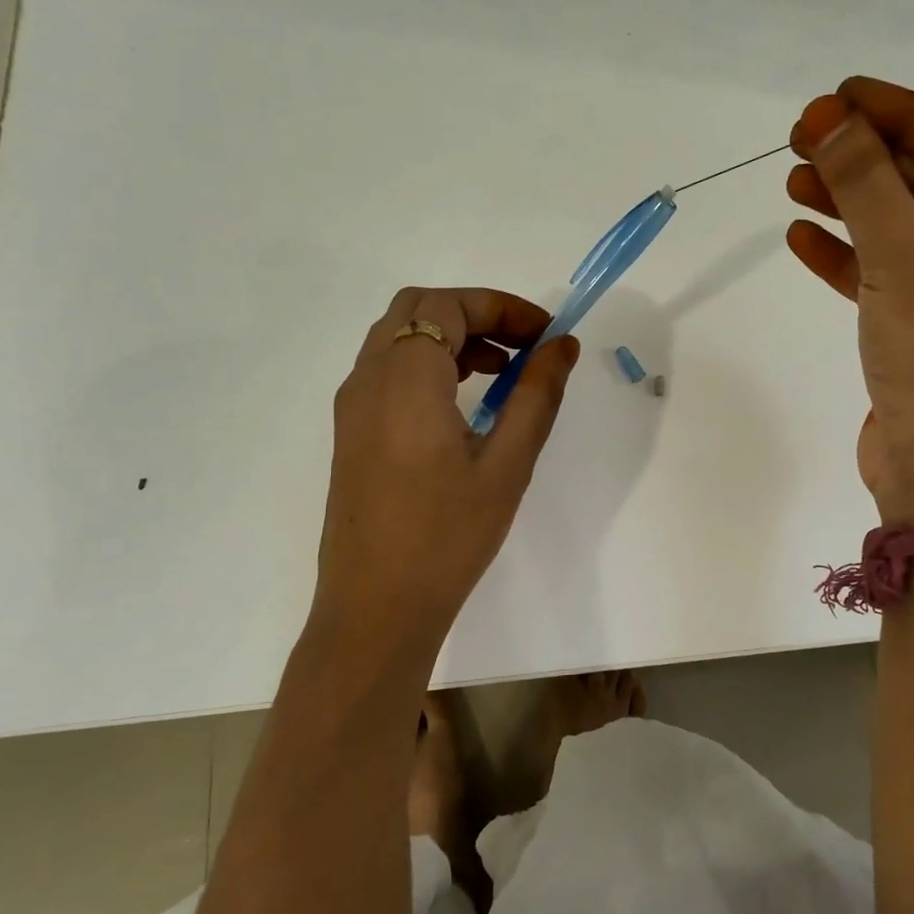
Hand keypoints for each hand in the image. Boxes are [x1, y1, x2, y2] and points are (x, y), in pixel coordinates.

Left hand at [311, 287, 580, 650]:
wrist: (375, 607)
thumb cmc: (447, 537)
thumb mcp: (507, 464)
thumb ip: (537, 396)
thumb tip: (562, 346)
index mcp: (405, 379)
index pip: (448, 305)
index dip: (502, 306)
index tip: (546, 334)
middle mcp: (368, 379)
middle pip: (417, 310)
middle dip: (475, 314)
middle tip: (524, 347)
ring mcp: (352, 406)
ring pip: (398, 338)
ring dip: (451, 338)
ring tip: (502, 373)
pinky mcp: (350, 433)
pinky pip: (386, 372)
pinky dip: (427, 364)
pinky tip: (462, 405)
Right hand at [786, 77, 913, 523]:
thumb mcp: (905, 258)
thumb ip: (865, 182)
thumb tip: (826, 116)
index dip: (903, 114)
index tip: (841, 96)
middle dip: (866, 160)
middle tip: (803, 137)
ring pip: (902, 229)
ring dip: (849, 204)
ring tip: (792, 180)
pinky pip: (885, 274)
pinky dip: (845, 255)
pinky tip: (799, 237)